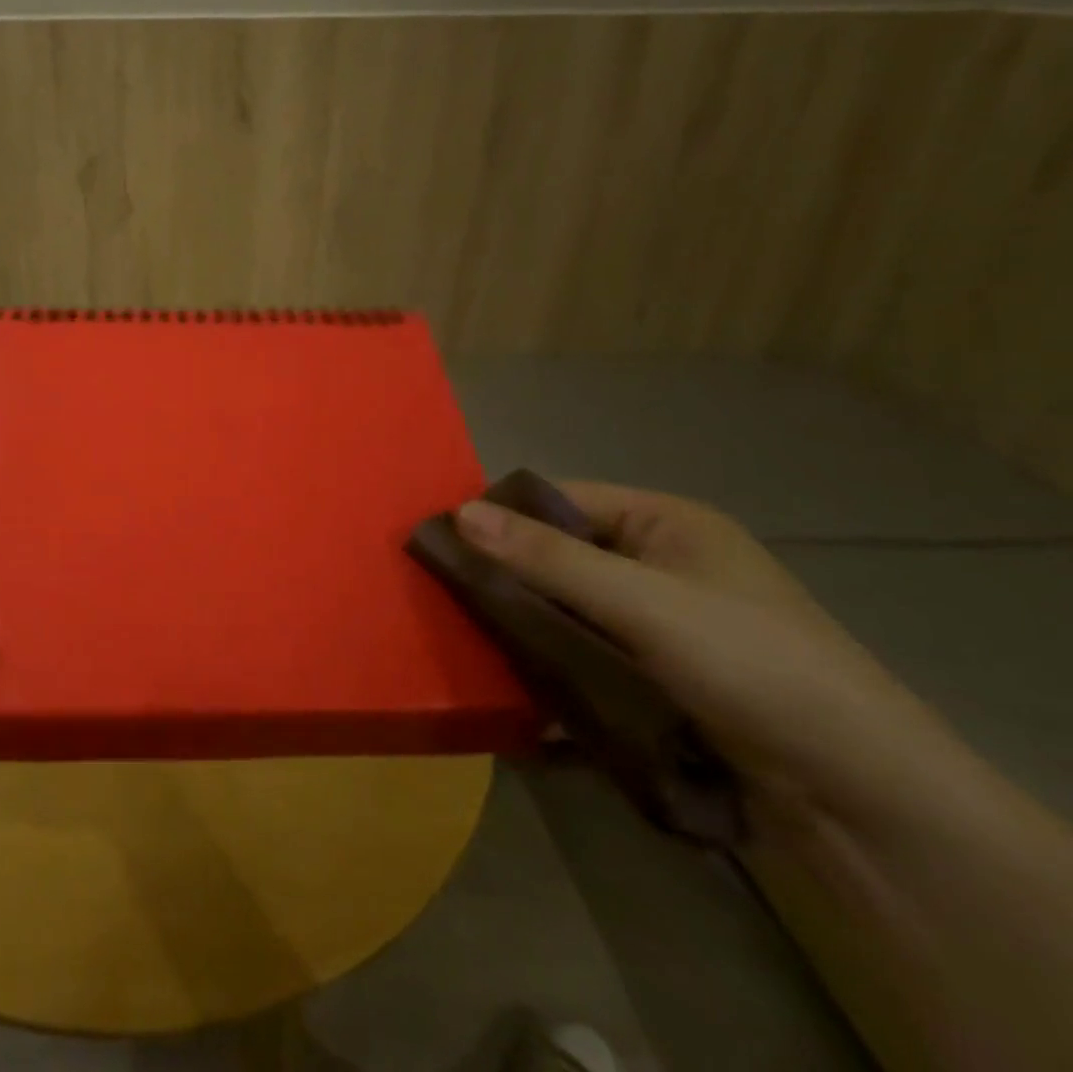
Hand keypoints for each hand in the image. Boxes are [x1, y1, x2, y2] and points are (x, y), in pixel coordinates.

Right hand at [453, 482, 938, 832]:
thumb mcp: (643, 603)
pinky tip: (505, 687)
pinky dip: (547, 667)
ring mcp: (657, 626)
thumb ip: (548, 559)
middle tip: (440, 597)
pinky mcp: (654, 679)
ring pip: (564, 611)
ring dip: (520, 627)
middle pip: (557, 556)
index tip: (439, 542)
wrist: (863, 802)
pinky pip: (581, 657)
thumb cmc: (754, 667)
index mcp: (665, 523)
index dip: (500, 516)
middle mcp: (658, 565)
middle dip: (504, 577)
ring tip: (458, 642)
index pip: (558, 500)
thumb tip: (457, 513)